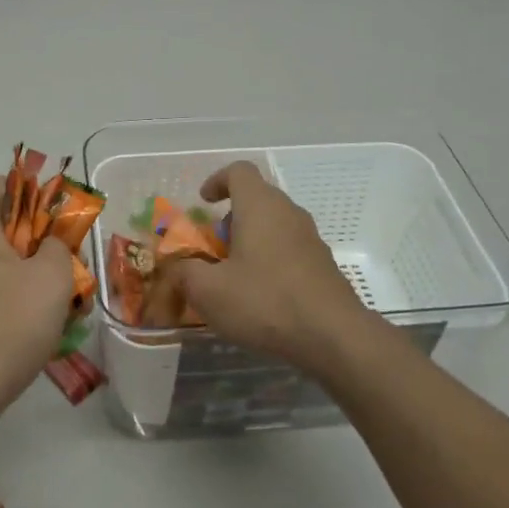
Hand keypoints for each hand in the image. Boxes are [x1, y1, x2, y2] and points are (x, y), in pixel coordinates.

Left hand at [0, 174, 74, 435]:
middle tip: (71, 269)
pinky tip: (37, 333)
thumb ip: (59, 247)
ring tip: (64, 308)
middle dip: (42, 244)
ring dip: (33, 279)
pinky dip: (13, 304)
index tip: (60, 219)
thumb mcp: (51, 278)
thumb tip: (50, 245)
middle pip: (3, 228)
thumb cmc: (6, 325)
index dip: (34, 191)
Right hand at [153, 162, 369, 372]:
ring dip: (251, 239)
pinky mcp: (323, 263)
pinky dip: (270, 258)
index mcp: (259, 206)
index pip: (239, 171)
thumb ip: (184, 273)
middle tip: (214, 247)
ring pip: (274, 224)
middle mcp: (288, 212)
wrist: (333, 336)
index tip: (204, 202)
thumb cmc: (265, 301)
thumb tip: (175, 267)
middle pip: (256, 198)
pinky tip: (261, 294)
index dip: (217, 180)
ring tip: (234, 274)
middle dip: (231, 217)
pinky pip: (289, 248)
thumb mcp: (209, 291)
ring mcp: (310, 237)